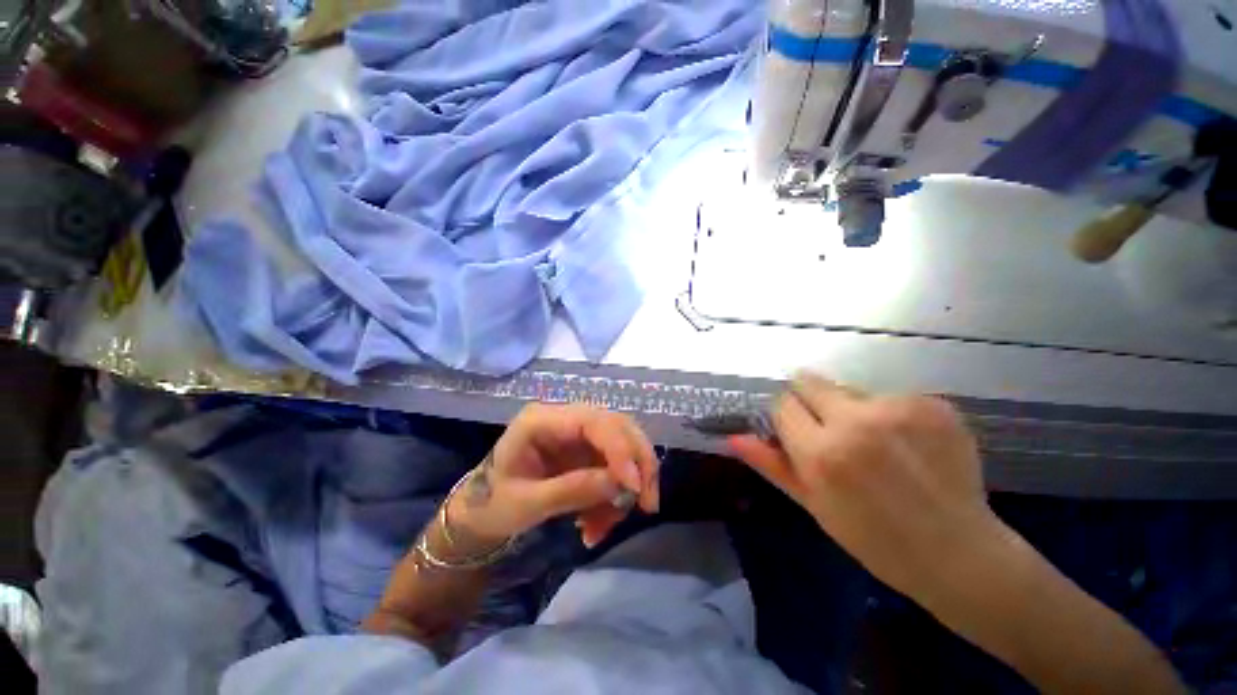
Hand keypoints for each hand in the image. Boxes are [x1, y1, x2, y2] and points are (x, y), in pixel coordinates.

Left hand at [450, 403, 659, 547]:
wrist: (482, 512)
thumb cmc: (493, 504)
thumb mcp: (526, 504)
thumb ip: (571, 490)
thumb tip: (620, 486)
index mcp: (542, 419)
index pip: (593, 421)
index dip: (619, 448)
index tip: (633, 487)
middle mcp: (566, 418)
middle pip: (618, 426)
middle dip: (638, 464)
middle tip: (647, 504)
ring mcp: (579, 434)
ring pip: (623, 447)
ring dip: (627, 487)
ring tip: (605, 526)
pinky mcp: (586, 452)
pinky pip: (615, 468)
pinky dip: (615, 497)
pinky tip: (597, 524)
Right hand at [729, 372, 998, 599]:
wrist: (959, 554)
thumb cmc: (874, 539)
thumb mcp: (813, 505)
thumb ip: (771, 464)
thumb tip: (734, 437)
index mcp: (822, 453)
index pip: (782, 403)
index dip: (786, 417)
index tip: (799, 433)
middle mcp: (856, 421)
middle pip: (810, 381)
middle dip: (810, 401)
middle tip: (832, 433)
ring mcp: (899, 409)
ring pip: (850, 390)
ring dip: (852, 410)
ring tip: (878, 446)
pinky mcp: (933, 404)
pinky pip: (889, 397)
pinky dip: (889, 414)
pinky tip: (908, 446)